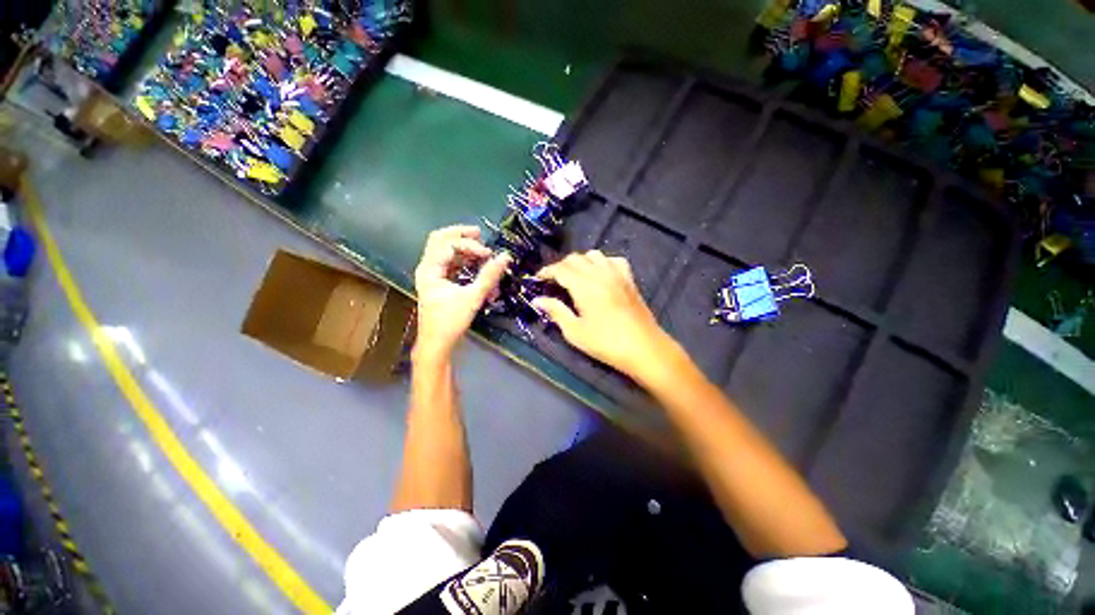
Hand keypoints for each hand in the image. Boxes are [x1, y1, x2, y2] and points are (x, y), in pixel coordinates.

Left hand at [414, 225, 510, 359]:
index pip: (449, 244)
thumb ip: (489, 276)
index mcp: (430, 269)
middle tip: (480, 234)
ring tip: (483, 252)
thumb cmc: (450, 322)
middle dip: (461, 235)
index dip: (470, 245)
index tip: (488, 255)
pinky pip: (451, 264)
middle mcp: (428, 267)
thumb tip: (506, 257)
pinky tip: (478, 267)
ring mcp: (432, 275)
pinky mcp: (439, 283)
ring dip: (464, 249)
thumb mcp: (472, 297)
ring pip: (446, 251)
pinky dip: (464, 262)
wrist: (437, 344)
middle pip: (441, 240)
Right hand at [533, 251, 676, 380]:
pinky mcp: (629, 279)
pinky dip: (602, 262)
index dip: (547, 271)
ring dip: (581, 261)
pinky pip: (614, 260)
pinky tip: (600, 274)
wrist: (644, 348)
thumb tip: (538, 300)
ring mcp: (617, 274)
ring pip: (594, 255)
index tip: (538, 278)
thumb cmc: (606, 343)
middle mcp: (600, 274)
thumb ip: (556, 312)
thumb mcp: (575, 332)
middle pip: (576, 258)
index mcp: (585, 286)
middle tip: (554, 280)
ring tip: (575, 276)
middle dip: (561, 266)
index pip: (561, 269)